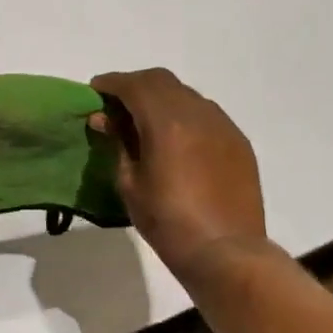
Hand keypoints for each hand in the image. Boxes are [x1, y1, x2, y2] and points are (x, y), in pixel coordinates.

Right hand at [89, 68, 265, 275]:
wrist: (226, 252)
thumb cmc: (168, 222)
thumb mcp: (130, 183)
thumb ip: (118, 143)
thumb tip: (105, 119)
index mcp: (166, 122)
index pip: (133, 85)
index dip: (111, 83)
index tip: (95, 91)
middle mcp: (197, 113)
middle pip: (161, 81)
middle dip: (135, 86)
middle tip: (116, 105)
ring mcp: (222, 125)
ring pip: (186, 95)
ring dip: (162, 99)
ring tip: (146, 122)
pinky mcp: (238, 141)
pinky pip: (206, 114)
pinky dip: (184, 115)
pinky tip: (176, 139)